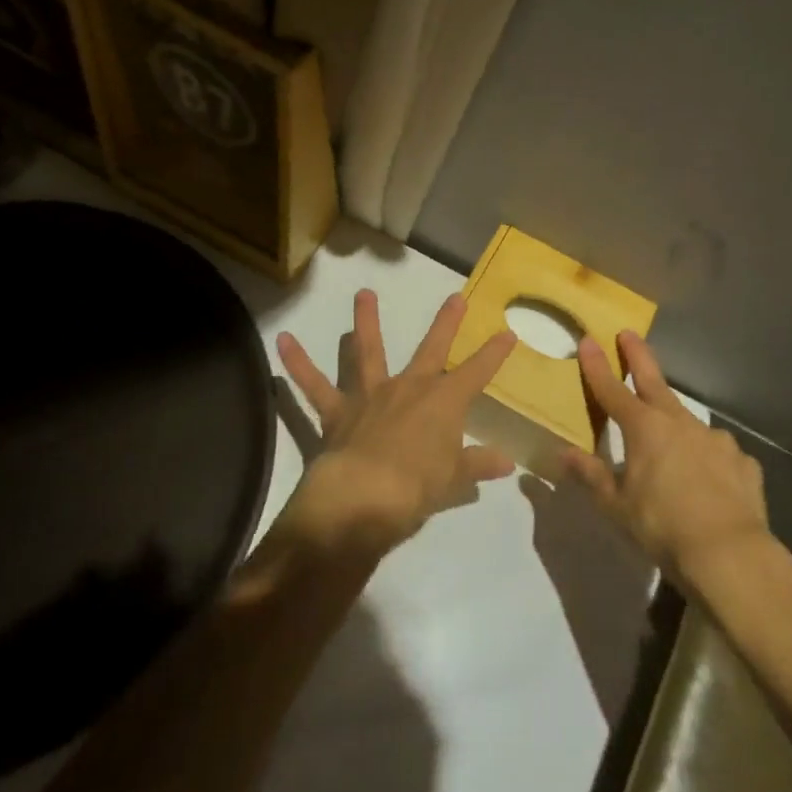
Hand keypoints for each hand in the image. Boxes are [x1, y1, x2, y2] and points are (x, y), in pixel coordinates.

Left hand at [275, 290, 517, 555]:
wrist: (364, 498)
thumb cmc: (417, 489)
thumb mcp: (454, 481)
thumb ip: (477, 465)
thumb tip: (506, 463)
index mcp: (443, 403)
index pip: (477, 373)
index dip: (494, 354)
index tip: (508, 334)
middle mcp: (409, 388)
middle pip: (432, 349)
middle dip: (446, 323)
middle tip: (455, 297)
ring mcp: (370, 396)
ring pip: (368, 352)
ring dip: (365, 321)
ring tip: (362, 293)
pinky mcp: (336, 412)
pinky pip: (313, 385)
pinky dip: (298, 363)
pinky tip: (282, 340)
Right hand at [564, 331, 776, 583]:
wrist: (730, 554)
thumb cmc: (662, 527)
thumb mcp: (616, 506)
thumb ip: (591, 475)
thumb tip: (563, 453)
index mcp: (644, 429)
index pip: (612, 390)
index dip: (597, 366)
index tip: (588, 340)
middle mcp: (680, 423)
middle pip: (653, 382)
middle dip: (638, 356)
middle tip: (629, 334)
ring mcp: (715, 439)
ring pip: (688, 422)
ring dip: (675, 423)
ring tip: (671, 445)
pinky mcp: (742, 462)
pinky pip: (718, 454)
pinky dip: (708, 459)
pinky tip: (708, 481)